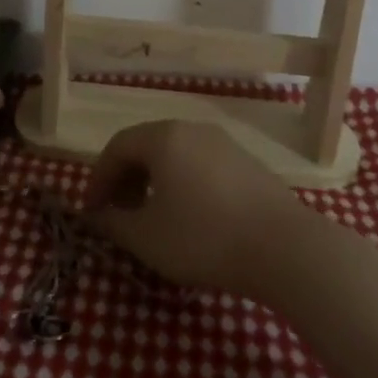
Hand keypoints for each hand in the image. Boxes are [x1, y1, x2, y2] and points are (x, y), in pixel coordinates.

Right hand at [82, 120, 309, 297]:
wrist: (285, 248)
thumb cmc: (204, 237)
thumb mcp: (147, 238)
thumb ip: (113, 224)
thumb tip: (96, 217)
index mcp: (163, 137)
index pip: (116, 147)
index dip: (98, 179)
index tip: (92, 212)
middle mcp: (192, 129)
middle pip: (146, 146)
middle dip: (125, 180)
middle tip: (119, 215)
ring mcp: (224, 143)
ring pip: (175, 155)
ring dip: (153, 182)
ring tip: (152, 218)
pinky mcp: (247, 163)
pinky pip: (200, 165)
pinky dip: (182, 184)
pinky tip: (189, 218)